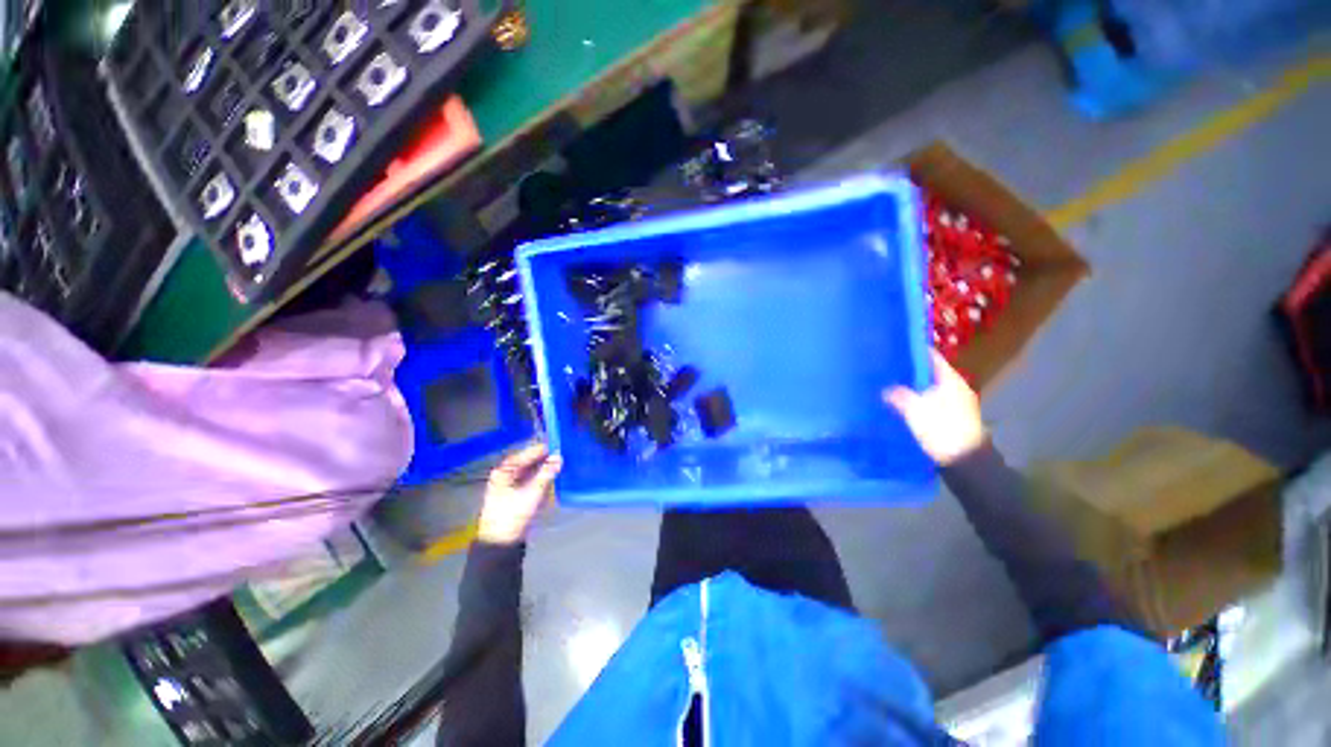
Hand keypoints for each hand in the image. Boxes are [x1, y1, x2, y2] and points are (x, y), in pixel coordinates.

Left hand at [477, 444, 562, 544]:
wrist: (501, 542)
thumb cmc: (512, 516)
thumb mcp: (533, 492)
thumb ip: (547, 473)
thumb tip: (559, 457)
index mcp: (506, 469)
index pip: (530, 453)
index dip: (546, 449)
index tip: (562, 446)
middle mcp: (508, 473)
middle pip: (532, 461)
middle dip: (548, 459)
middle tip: (566, 455)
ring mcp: (513, 483)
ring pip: (534, 470)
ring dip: (547, 468)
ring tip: (564, 464)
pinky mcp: (519, 493)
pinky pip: (534, 479)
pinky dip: (544, 478)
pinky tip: (555, 477)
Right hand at [884, 351, 985, 465]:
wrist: (965, 463)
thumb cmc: (943, 430)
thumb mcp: (916, 410)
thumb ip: (899, 395)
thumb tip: (886, 389)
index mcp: (951, 381)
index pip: (932, 358)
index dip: (914, 351)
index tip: (894, 348)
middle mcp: (955, 389)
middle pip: (929, 374)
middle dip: (908, 371)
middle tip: (885, 368)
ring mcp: (954, 405)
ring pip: (927, 389)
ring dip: (910, 387)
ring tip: (886, 386)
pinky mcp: (949, 420)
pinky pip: (928, 403)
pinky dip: (914, 401)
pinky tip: (898, 406)